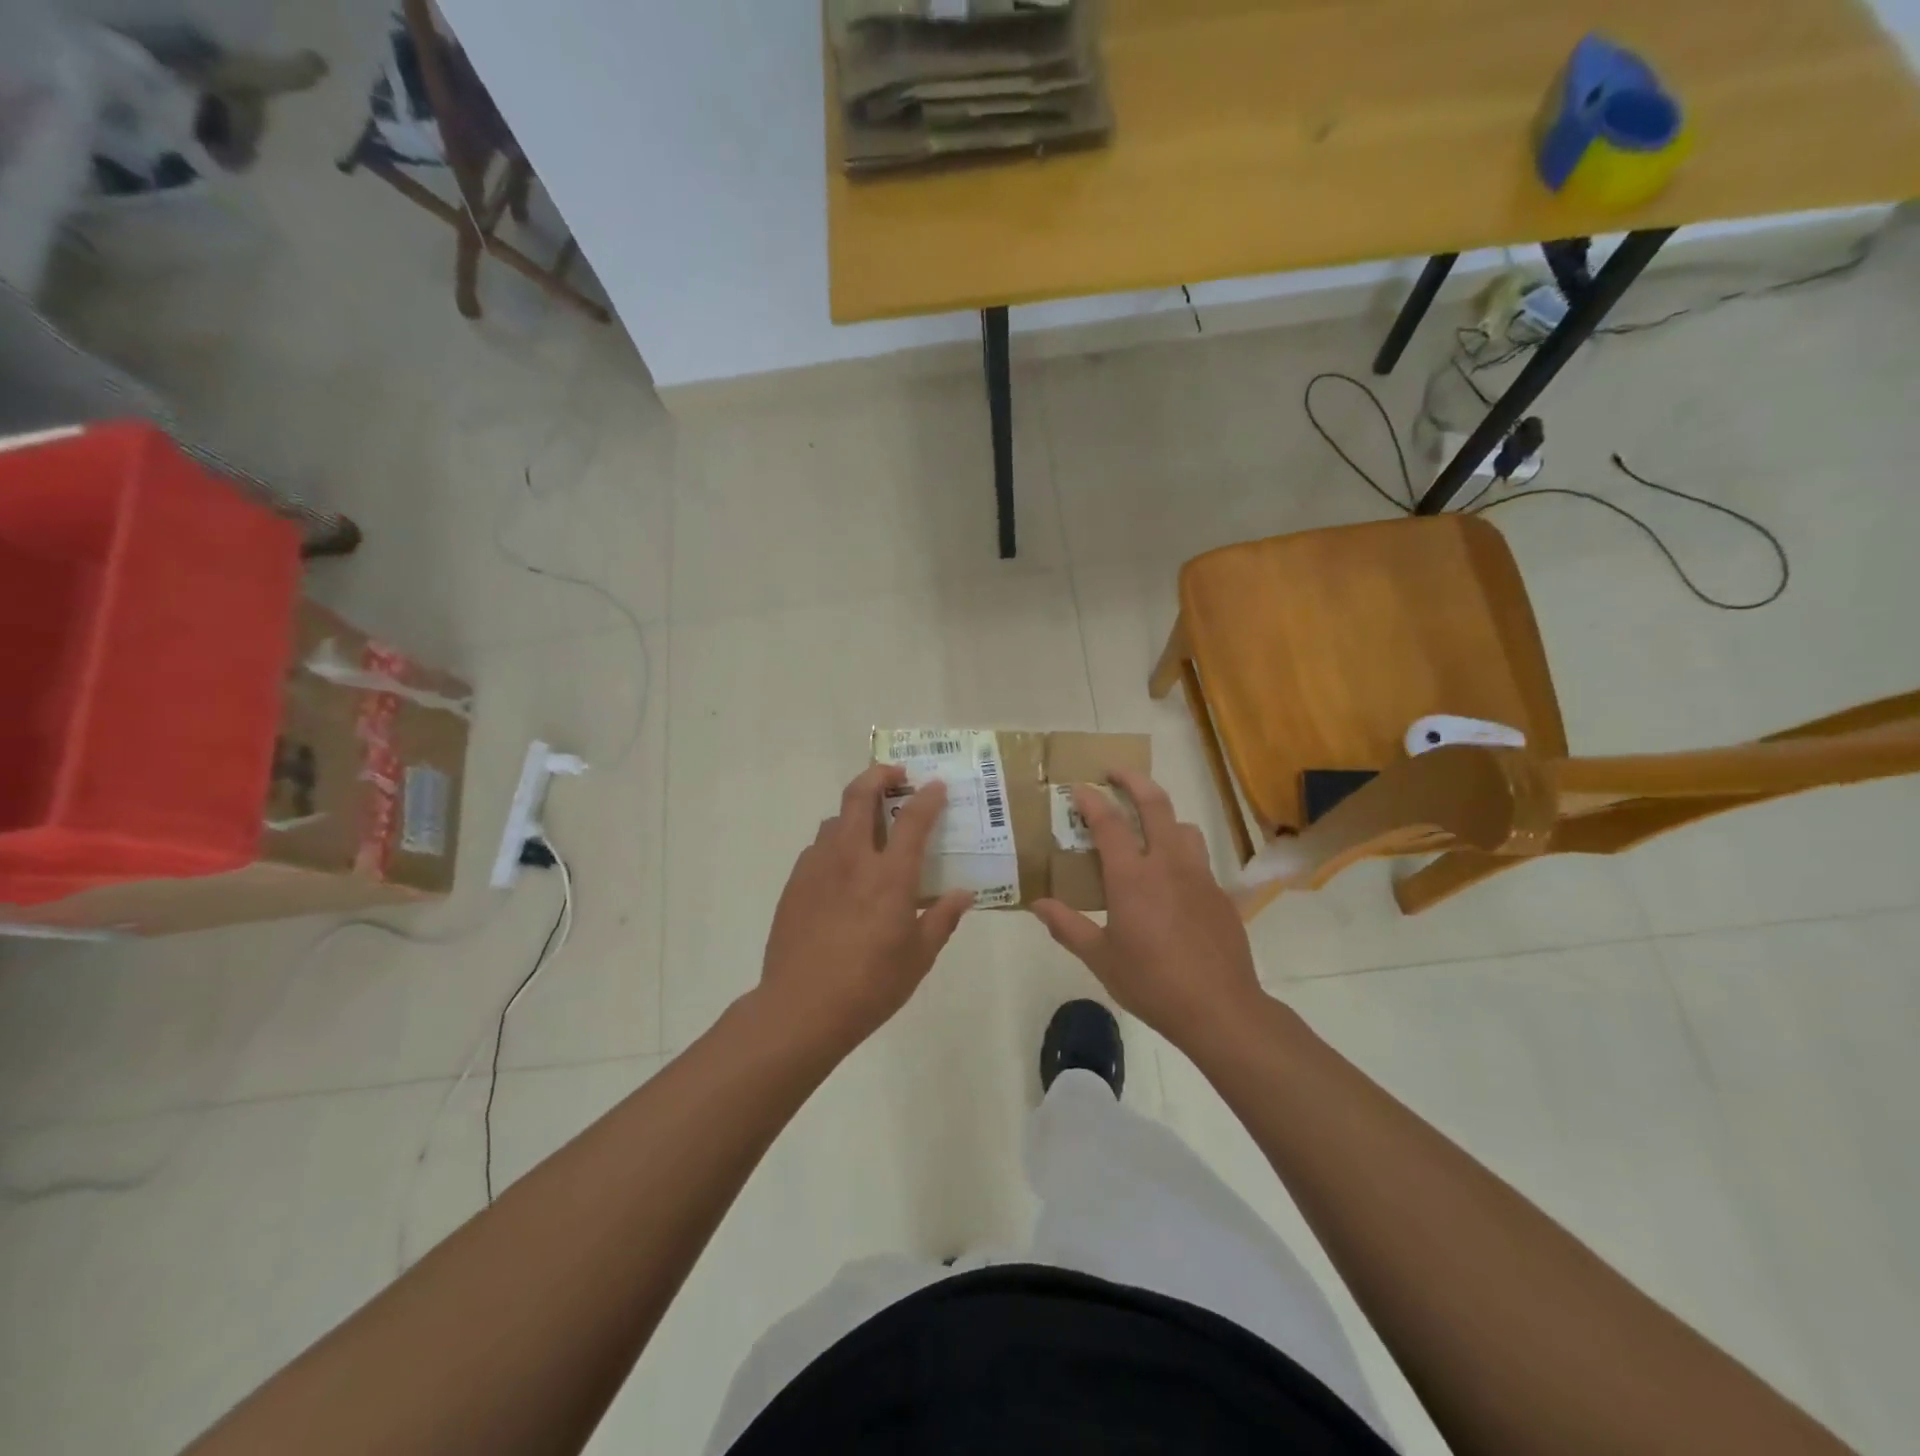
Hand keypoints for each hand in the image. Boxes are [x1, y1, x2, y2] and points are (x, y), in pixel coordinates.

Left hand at [758, 764, 972, 1051]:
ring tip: (869, 827)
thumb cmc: (870, 985)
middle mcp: (851, 859)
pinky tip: (841, 870)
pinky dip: (834, 844)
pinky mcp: (794, 884)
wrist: (800, 1008)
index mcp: (889, 876)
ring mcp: (817, 868)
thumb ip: (943, 920)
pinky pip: (817, 848)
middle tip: (896, 776)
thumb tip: (964, 894)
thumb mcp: (918, 958)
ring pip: (834, 819)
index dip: (928, 798)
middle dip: (879, 775)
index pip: (913, 820)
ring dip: (854, 811)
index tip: (936, 786)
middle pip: (859, 796)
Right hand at [1032, 768, 1263, 1050]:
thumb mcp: (1100, 958)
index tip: (1078, 788)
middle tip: (1114, 772)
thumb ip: (1067, 926)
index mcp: (1132, 877)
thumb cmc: (1152, 982)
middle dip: (1133, 780)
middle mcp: (1168, 864)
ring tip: (1147, 825)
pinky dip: (1180, 850)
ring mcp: (1199, 876)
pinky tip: (1172, 877)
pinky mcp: (1220, 893)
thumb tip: (1037, 905)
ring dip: (1163, 815)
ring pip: (1183, 826)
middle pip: (1155, 804)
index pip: (1109, 823)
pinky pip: (1199, 857)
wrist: (1220, 1008)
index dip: (1092, 800)